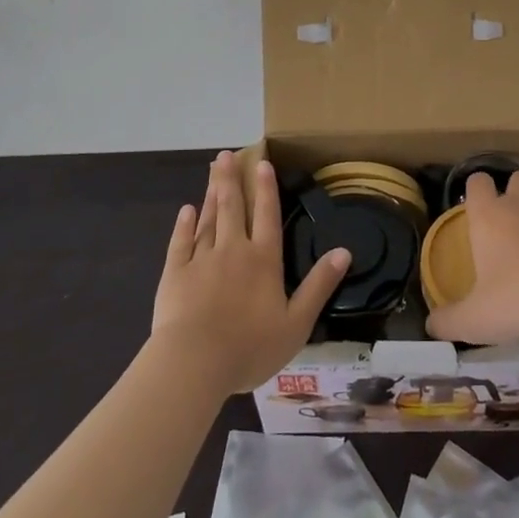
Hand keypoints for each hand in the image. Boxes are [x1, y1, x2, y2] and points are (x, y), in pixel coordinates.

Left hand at [151, 151, 349, 394]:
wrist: (194, 363)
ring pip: (208, 219)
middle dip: (231, 179)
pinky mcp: (174, 274)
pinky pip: (180, 242)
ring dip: (212, 194)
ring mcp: (201, 260)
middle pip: (233, 208)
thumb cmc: (250, 347)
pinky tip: (186, 211)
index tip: (261, 162)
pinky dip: (183, 225)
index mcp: (263, 260)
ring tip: (213, 172)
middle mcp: (233, 250)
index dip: (266, 189)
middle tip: (226, 154)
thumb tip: (344, 251)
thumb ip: (319, 285)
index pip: (267, 216)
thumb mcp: (297, 322)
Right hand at [425, 171, 518, 345]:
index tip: (478, 209)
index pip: (476, 182)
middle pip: (514, 178)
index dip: (477, 191)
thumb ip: (448, 321)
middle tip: (513, 224)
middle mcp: (517, 202)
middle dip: (513, 194)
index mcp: (487, 216)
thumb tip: (430, 326)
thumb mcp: (476, 320)